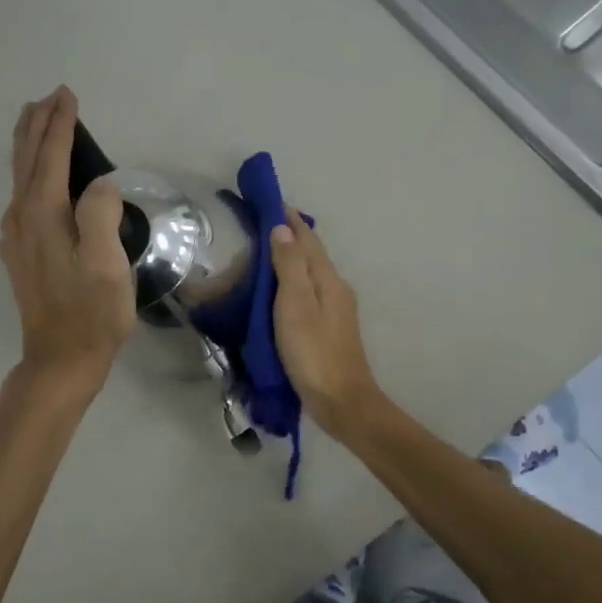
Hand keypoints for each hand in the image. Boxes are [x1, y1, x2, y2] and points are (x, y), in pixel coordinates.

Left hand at [0, 87, 136, 395]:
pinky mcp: (20, 252)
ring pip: (20, 176)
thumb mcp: (106, 264)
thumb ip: (100, 214)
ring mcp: (16, 236)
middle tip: (50, 97)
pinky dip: (30, 172)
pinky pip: (22, 196)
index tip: (68, 95)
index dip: (61, 124)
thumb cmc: (91, 312)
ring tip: (39, 122)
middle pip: (26, 159)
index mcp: (43, 214)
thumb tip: (98, 183)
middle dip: (37, 125)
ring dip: (30, 145)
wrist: (61, 359)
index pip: (51, 156)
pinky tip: (36, 176)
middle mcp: (22, 217)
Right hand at [270, 211, 383, 436]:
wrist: (341, 400)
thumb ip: (289, 266)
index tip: (269, 202)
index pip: (307, 239)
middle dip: (289, 236)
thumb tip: (283, 229)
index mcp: (328, 279)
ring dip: (290, 258)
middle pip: (311, 253)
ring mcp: (336, 309)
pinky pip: (309, 291)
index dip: (289, 219)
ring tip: (265, 251)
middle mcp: (336, 288)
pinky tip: (279, 290)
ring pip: (311, 272)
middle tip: (260, 224)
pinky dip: (292, 281)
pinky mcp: (329, 328)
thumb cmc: (313, 352)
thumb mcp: (295, 305)